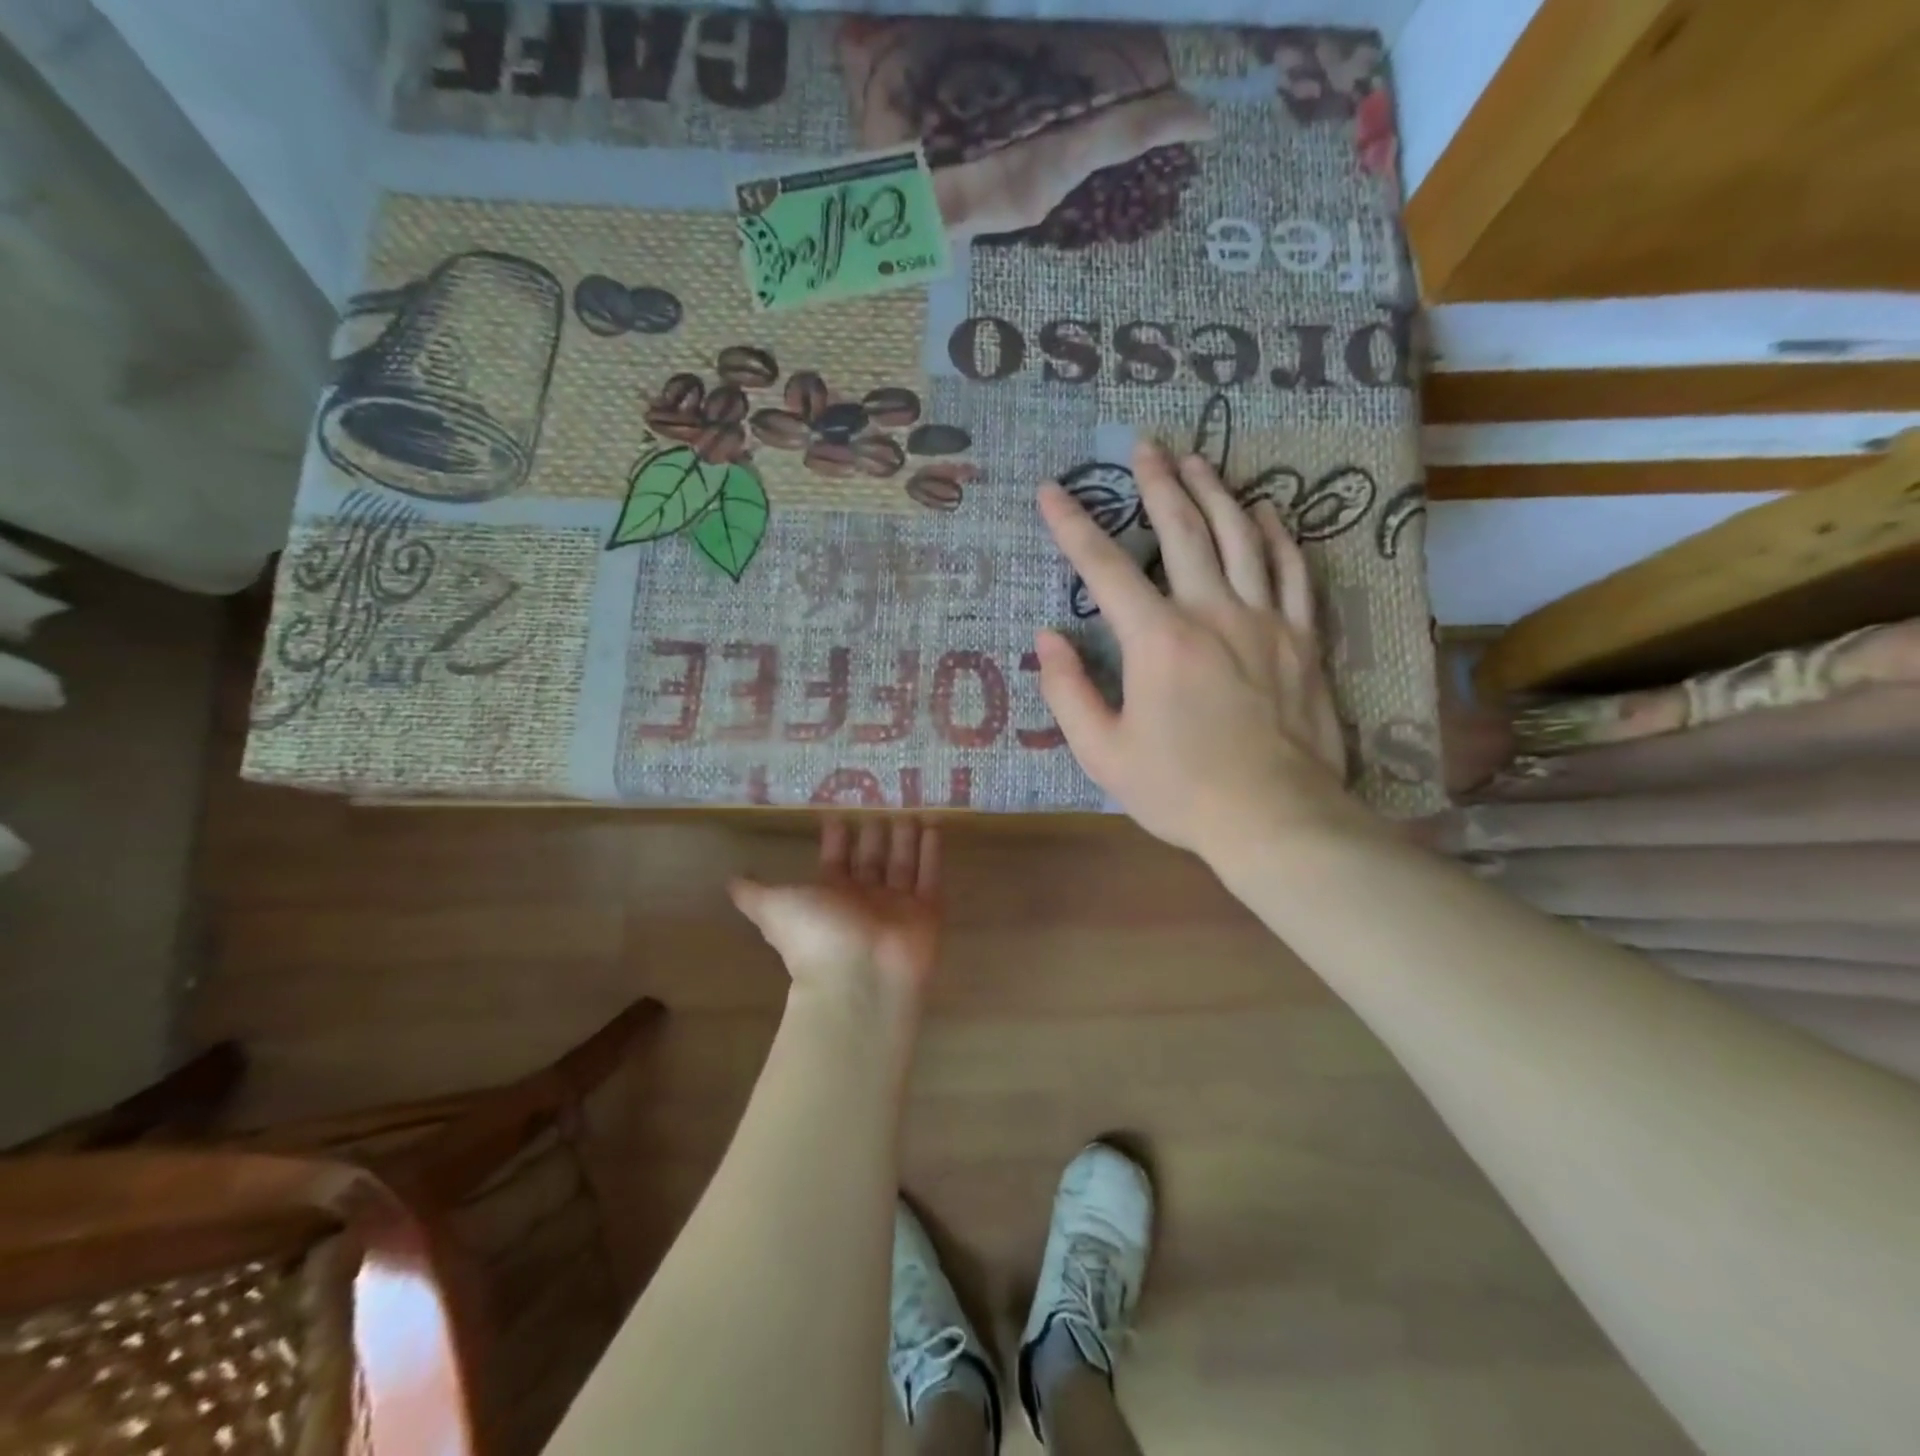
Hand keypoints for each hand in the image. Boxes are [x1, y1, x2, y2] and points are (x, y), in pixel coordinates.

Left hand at [729, 819, 942, 1010]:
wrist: (860, 978)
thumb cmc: (815, 936)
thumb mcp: (774, 907)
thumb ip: (755, 893)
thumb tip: (729, 882)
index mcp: (830, 896)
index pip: (835, 860)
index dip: (836, 838)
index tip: (839, 813)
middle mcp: (864, 899)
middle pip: (871, 859)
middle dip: (875, 834)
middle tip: (881, 802)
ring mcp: (897, 905)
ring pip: (903, 863)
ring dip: (906, 838)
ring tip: (910, 809)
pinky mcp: (927, 911)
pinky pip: (930, 875)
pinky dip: (932, 851)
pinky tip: (934, 824)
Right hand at [1035, 440, 1369, 862]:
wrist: (1275, 818)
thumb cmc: (1180, 790)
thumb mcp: (1102, 753)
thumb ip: (1068, 692)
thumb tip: (1046, 639)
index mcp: (1157, 640)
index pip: (1105, 567)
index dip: (1073, 525)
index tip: (1051, 491)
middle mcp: (1211, 612)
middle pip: (1182, 530)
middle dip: (1157, 483)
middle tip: (1145, 446)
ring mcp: (1264, 621)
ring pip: (1241, 537)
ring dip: (1216, 492)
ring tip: (1198, 460)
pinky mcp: (1302, 639)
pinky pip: (1293, 572)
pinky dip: (1278, 536)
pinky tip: (1267, 512)